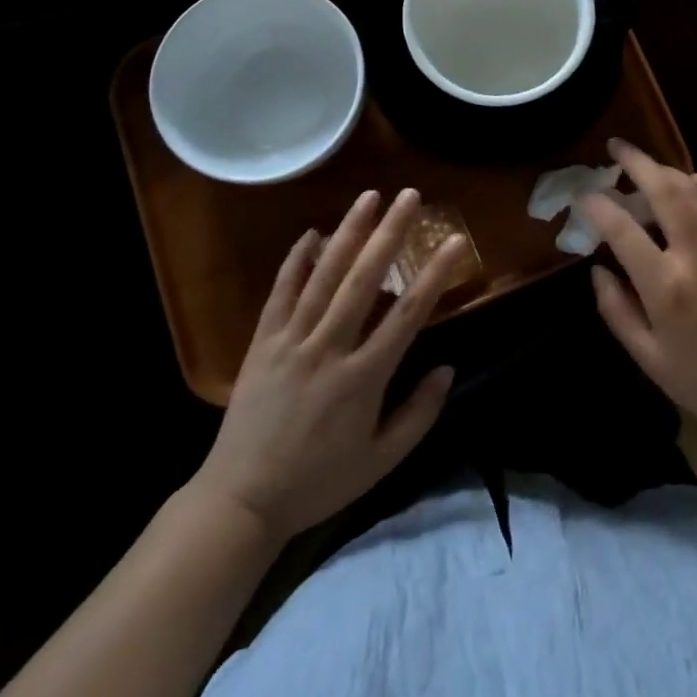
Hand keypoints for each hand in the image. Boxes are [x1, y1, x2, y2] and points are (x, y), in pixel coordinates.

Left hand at [192, 188, 458, 541]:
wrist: (241, 500)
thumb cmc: (318, 481)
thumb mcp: (380, 461)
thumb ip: (418, 414)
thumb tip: (448, 369)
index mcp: (362, 378)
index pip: (408, 315)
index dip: (435, 274)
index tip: (455, 240)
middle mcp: (329, 349)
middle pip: (365, 280)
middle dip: (390, 233)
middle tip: (410, 196)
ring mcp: (292, 341)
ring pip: (324, 276)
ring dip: (348, 232)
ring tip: (369, 196)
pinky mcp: (262, 343)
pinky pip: (281, 293)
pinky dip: (296, 260)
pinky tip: (312, 232)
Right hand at [583, 139, 696, 443]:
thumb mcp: (644, 354)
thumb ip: (614, 308)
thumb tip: (597, 267)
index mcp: (666, 287)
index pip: (624, 231)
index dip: (600, 206)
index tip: (585, 195)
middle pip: (666, 192)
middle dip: (638, 163)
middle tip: (616, 148)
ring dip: (669, 170)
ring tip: (648, 166)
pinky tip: (693, 182)